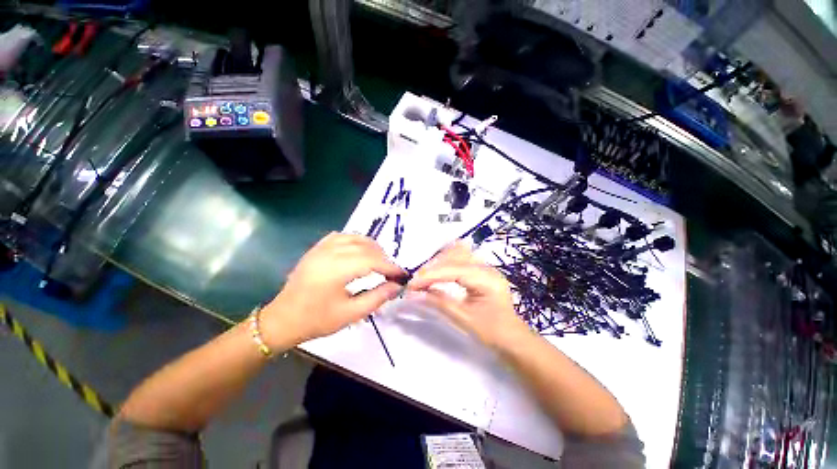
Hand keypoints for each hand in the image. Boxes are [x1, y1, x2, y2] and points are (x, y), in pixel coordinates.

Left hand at [261, 232, 404, 346]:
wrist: (283, 319)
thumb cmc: (317, 320)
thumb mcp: (351, 314)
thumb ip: (378, 297)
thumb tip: (398, 286)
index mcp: (336, 270)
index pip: (372, 261)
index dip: (390, 267)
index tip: (402, 274)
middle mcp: (329, 253)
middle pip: (366, 247)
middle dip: (383, 258)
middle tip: (391, 272)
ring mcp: (321, 248)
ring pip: (355, 237)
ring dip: (372, 247)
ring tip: (379, 261)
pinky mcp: (316, 248)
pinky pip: (341, 236)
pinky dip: (356, 241)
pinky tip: (359, 251)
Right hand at [407, 241, 529, 349]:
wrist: (513, 339)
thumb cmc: (492, 332)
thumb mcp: (464, 319)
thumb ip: (439, 302)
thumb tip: (415, 294)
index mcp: (486, 279)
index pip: (452, 270)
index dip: (430, 276)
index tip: (411, 285)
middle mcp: (486, 267)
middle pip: (453, 258)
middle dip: (432, 269)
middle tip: (415, 282)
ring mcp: (485, 267)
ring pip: (457, 255)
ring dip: (438, 264)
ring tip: (424, 277)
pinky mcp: (482, 270)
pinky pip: (461, 260)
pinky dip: (446, 264)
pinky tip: (437, 271)